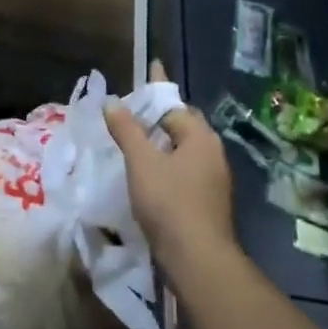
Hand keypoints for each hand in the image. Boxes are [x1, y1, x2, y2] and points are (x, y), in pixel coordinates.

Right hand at [104, 63, 234, 270]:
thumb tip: (113, 102)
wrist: (199, 261)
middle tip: (133, 112)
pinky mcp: (209, 202)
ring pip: (185, 150)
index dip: (156, 88)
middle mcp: (213, 152)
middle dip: (161, 116)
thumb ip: (127, 130)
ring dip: (163, 143)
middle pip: (183, 125)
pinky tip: (150, 176)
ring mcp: (214, 179)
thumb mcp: (141, 162)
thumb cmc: (170, 203)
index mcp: (200, 137)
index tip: (149, 67)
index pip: (174, 103)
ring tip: (136, 142)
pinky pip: (186, 171)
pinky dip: (168, 165)